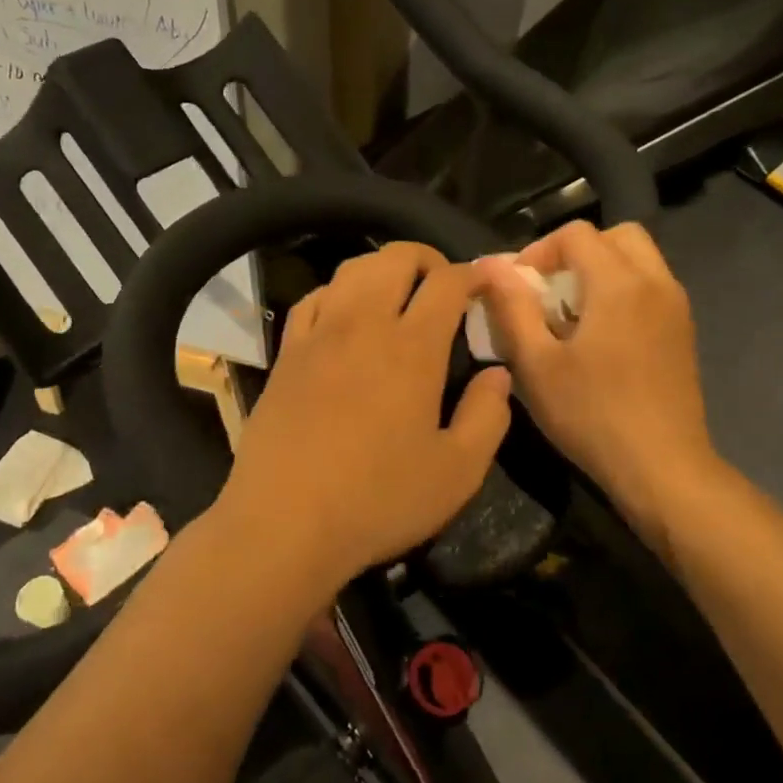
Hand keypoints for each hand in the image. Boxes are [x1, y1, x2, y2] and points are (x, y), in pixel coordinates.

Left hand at [214, 244, 512, 597]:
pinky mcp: (286, 355)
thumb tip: (497, 373)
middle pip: (394, 258)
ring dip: (381, 269)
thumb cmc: (379, 501)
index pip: (446, 282)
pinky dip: (337, 292)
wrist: (285, 524)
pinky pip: (312, 299)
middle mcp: (364, 325)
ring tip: (397, 293)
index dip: (470, 274)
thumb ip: (488, 415)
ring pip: (350, 271)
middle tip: (442, 285)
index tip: (482, 287)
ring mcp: (318, 336)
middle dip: (426, 258)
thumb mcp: (458, 472)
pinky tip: (344, 314)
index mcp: (412, 348)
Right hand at [474, 221, 716, 534]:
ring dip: (601, 270)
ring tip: (571, 313)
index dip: (539, 250)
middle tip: (548, 289)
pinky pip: (651, 287)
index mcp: (619, 283)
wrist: (663, 468)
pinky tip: (600, 337)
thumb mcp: (536, 364)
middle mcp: (656, 282)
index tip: (518, 287)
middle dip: (576, 251)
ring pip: (639, 260)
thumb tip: (491, 265)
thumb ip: (512, 307)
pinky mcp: (683, 332)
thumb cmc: (591, 415)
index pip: (576, 233)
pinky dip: (623, 291)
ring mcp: (677, 307)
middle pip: (616, 236)